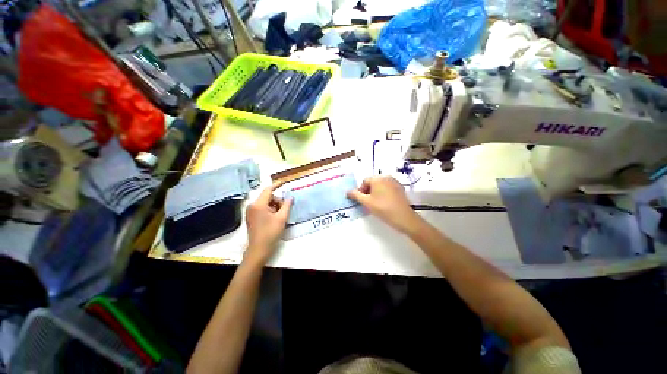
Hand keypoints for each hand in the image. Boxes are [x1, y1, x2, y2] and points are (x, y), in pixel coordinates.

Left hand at [245, 182, 292, 261]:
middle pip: (268, 197)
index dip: (277, 185)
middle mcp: (252, 206)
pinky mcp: (251, 217)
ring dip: (275, 206)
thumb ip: (287, 205)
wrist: (259, 249)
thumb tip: (290, 197)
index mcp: (258, 204)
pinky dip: (270, 210)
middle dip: (278, 201)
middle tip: (285, 209)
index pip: (268, 190)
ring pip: (266, 203)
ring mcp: (250, 212)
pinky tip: (275, 218)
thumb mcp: (282, 218)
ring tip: (281, 215)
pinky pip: (262, 208)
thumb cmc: (271, 233)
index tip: (284, 182)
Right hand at [347, 176, 422, 234]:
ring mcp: (395, 182)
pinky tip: (385, 203)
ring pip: (380, 185)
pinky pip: (388, 188)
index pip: (365, 181)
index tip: (362, 200)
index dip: (361, 191)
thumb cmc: (383, 208)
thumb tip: (347, 192)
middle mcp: (386, 177)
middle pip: (373, 182)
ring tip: (376, 204)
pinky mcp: (400, 188)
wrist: (403, 217)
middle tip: (368, 203)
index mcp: (377, 178)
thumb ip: (355, 195)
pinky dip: (384, 193)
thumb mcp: (366, 202)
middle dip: (368, 191)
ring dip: (376, 192)